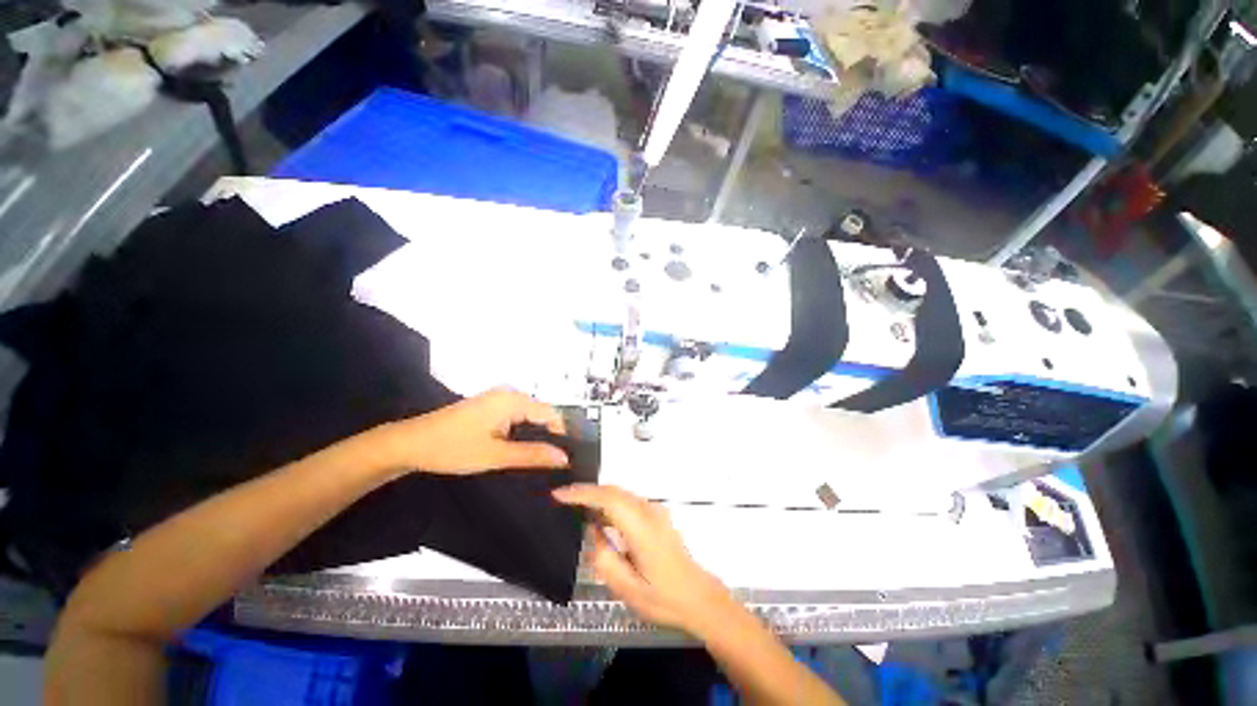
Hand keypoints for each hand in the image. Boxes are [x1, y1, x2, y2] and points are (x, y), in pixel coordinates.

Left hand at [381, 388, 568, 473]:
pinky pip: (516, 417)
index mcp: (512, 400)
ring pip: (529, 417)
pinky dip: (521, 433)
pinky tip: (519, 450)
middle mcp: (509, 394)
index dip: (562, 434)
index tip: (566, 458)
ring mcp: (498, 399)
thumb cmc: (451, 448)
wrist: (408, 444)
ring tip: (539, 460)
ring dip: (535, 436)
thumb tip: (564, 457)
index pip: (551, 413)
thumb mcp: (495, 455)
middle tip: (553, 463)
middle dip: (549, 436)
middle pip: (541, 414)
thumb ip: (532, 455)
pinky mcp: (489, 407)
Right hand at [553, 484, 733, 636]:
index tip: (558, 494)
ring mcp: (655, 511)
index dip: (582, 493)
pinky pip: (628, 502)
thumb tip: (593, 531)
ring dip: (598, 496)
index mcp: (641, 527)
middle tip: (561, 497)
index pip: (608, 499)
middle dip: (587, 491)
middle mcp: (649, 511)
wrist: (698, 597)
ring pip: (621, 494)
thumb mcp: (626, 588)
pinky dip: (610, 503)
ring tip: (574, 505)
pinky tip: (599, 516)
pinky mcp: (656, 516)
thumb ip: (604, 557)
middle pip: (614, 491)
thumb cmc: (663, 598)